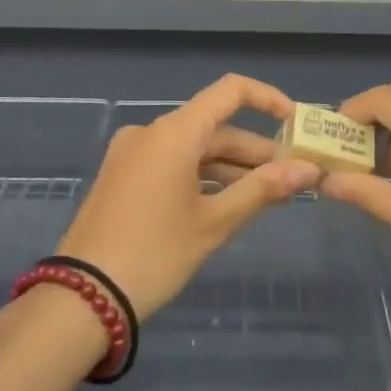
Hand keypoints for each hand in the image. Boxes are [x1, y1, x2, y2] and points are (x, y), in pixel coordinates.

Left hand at [56, 74, 322, 320]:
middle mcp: (151, 132)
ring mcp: (131, 153)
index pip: (230, 92)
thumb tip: (308, 169)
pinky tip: (225, 202)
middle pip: (213, 126)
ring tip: (266, 195)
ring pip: (193, 148)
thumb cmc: (155, 253)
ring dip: (229, 167)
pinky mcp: (121, 176)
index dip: (267, 99)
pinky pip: (171, 162)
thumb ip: (263, 189)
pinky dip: (201, 175)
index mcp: (174, 132)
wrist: (82, 298)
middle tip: (291, 177)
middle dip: (254, 150)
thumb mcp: (214, 223)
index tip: (295, 123)